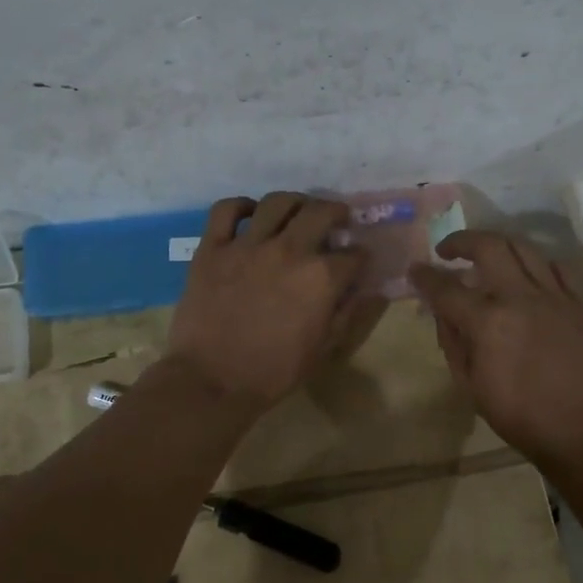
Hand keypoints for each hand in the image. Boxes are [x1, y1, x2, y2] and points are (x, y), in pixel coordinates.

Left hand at [164, 193, 366, 409]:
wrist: (212, 380)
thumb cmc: (273, 372)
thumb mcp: (323, 349)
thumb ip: (349, 314)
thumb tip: (371, 291)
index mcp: (321, 278)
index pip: (353, 254)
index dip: (360, 256)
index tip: (358, 260)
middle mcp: (289, 250)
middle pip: (321, 212)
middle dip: (336, 212)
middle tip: (336, 218)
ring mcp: (247, 245)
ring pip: (277, 202)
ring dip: (294, 202)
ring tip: (297, 210)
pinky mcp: (213, 247)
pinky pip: (226, 210)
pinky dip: (240, 206)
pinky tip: (250, 214)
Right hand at [411, 231, 582, 466]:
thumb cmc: (523, 417)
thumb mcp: (472, 387)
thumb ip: (454, 343)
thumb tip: (444, 314)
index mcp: (488, 322)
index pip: (446, 288)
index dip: (425, 276)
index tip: (415, 269)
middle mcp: (520, 297)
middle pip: (488, 246)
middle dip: (461, 241)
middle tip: (448, 250)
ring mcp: (555, 296)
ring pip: (524, 248)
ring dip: (499, 245)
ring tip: (488, 255)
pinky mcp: (581, 303)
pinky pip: (558, 268)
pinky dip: (538, 264)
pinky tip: (531, 275)